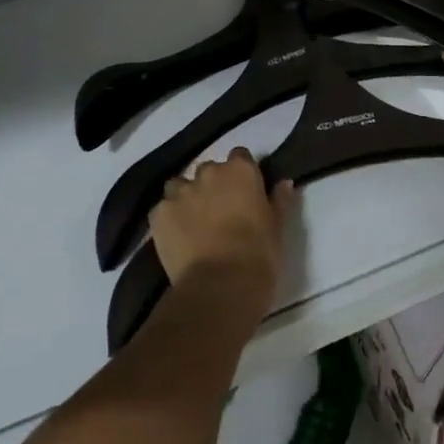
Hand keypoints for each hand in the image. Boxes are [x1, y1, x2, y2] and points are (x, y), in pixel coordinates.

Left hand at [150, 148, 294, 320]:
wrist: (220, 286)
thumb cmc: (258, 255)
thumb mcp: (277, 228)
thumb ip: (279, 200)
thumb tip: (284, 183)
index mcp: (240, 171)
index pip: (240, 156)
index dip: (241, 175)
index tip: (245, 193)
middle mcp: (208, 173)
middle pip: (209, 170)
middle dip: (213, 186)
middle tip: (220, 213)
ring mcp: (180, 192)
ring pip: (180, 186)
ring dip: (186, 198)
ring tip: (193, 224)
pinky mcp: (158, 214)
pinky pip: (162, 209)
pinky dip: (169, 219)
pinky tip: (176, 239)